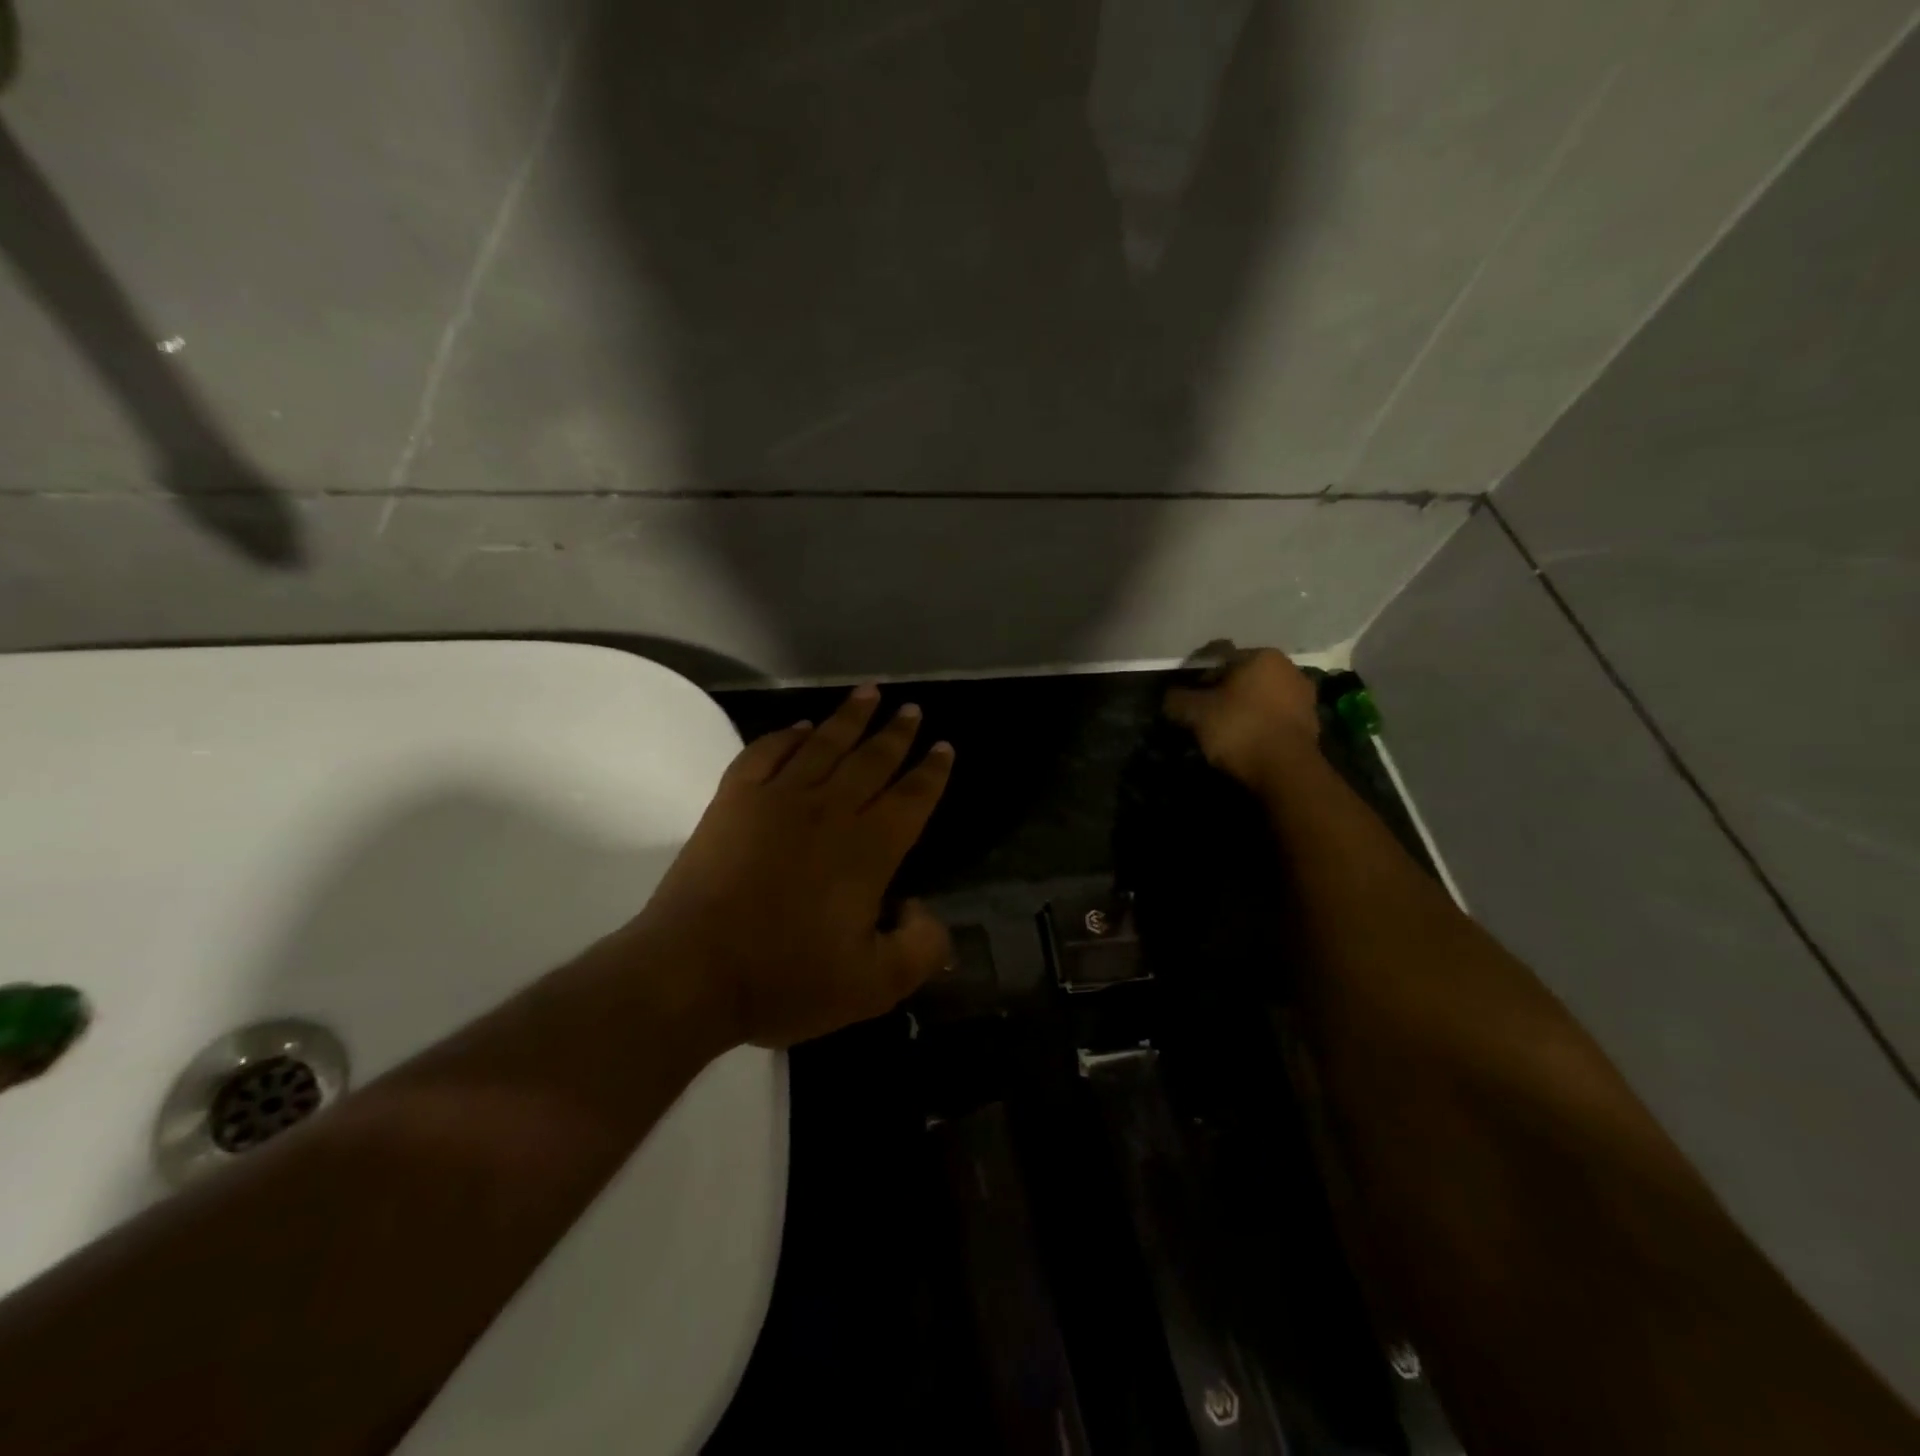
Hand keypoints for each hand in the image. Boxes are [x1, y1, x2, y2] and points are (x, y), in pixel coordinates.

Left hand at [628, 686, 955, 1048]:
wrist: (691, 972)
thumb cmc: (786, 979)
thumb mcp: (874, 986)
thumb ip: (919, 948)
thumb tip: (922, 909)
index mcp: (868, 849)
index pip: (912, 798)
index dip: (932, 772)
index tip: (943, 746)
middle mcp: (829, 811)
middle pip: (872, 760)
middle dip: (896, 733)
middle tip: (911, 707)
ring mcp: (777, 800)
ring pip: (824, 744)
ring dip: (849, 717)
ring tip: (868, 693)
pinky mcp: (734, 802)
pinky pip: (766, 753)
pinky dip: (787, 735)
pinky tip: (800, 727)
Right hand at [1164, 647, 1320, 792]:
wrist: (1286, 770)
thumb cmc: (1239, 728)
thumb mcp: (1195, 713)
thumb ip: (1177, 699)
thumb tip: (1170, 696)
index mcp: (1261, 655)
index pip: (1219, 658)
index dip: (1198, 678)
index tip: (1187, 699)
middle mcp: (1288, 667)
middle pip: (1243, 677)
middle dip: (1223, 692)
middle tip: (1204, 715)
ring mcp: (1304, 696)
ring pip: (1261, 697)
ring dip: (1243, 708)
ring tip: (1224, 731)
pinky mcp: (1311, 723)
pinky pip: (1275, 717)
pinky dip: (1260, 724)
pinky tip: (1247, 741)